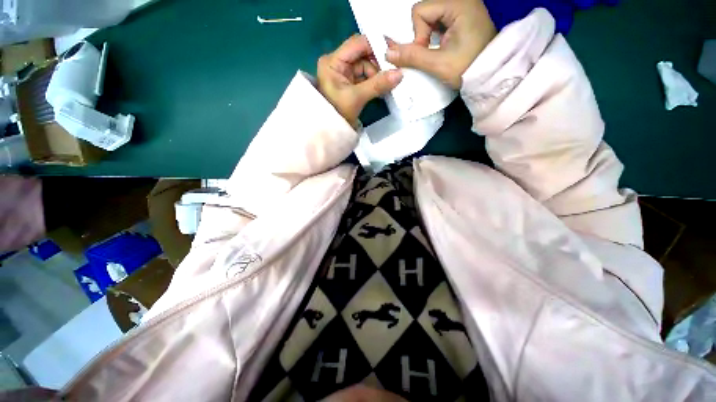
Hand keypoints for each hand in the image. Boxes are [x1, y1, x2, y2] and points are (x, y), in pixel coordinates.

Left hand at [317, 35, 402, 125]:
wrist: (332, 131)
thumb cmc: (338, 113)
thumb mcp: (357, 98)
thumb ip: (377, 85)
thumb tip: (400, 74)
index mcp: (333, 61)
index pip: (357, 43)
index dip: (375, 45)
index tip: (393, 54)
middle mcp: (337, 62)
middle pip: (362, 54)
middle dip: (378, 63)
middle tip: (393, 72)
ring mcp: (343, 72)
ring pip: (366, 66)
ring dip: (377, 74)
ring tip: (387, 84)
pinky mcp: (349, 82)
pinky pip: (365, 76)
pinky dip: (374, 81)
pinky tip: (382, 87)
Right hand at [385, 0, 495, 88]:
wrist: (493, 75)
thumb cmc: (469, 68)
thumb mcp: (438, 64)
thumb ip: (412, 57)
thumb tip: (388, 54)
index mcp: (457, 4)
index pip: (420, 11)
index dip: (418, 34)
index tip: (426, 53)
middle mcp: (461, 0)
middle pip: (425, 12)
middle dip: (422, 35)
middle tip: (431, 52)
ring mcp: (464, 7)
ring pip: (431, 18)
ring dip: (428, 36)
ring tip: (438, 51)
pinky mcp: (464, 16)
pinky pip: (440, 21)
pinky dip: (436, 35)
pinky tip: (443, 47)